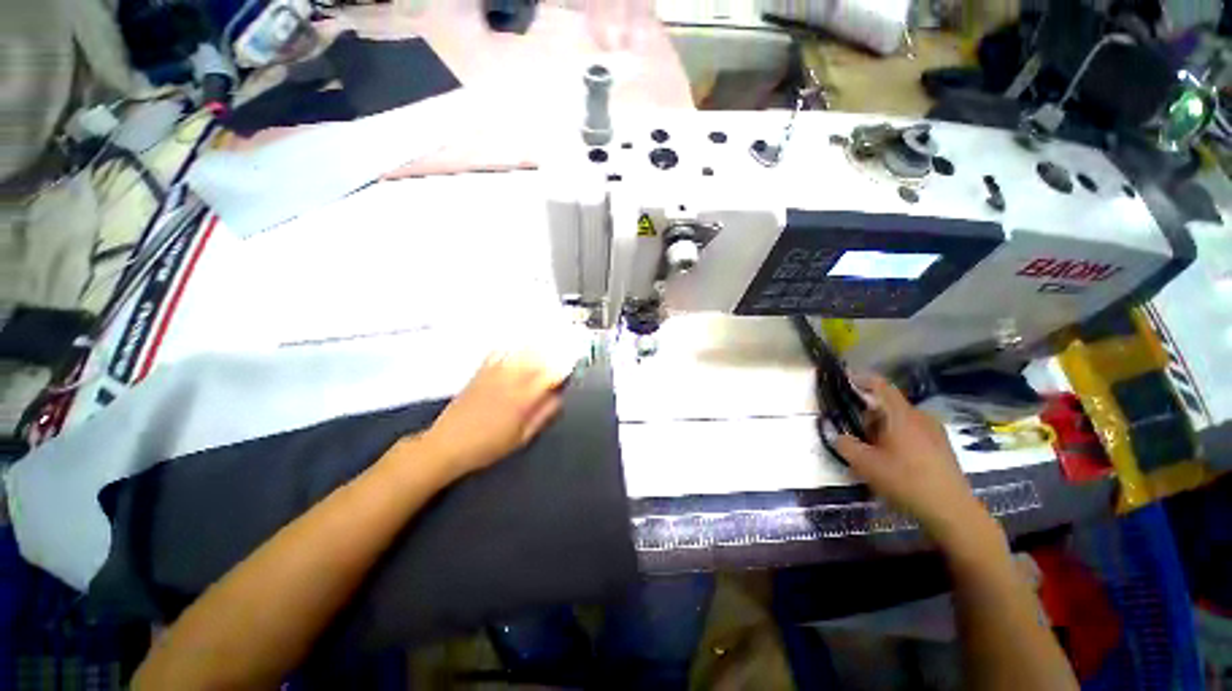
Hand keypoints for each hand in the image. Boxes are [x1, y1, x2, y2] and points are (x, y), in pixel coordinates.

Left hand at [419, 350, 569, 479]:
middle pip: (537, 359)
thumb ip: (543, 415)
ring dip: (535, 347)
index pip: (550, 375)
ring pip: (520, 353)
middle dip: (553, 354)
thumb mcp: (522, 437)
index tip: (573, 366)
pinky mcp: (480, 372)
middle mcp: (510, 380)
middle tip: (563, 352)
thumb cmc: (488, 446)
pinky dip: (511, 347)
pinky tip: (517, 345)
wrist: (446, 444)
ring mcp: (494, 373)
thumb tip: (559, 398)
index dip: (564, 369)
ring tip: (546, 344)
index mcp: (523, 398)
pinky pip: (498, 352)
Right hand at [833, 374, 989, 546]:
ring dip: (883, 427)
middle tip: (855, 431)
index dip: (862, 379)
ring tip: (872, 449)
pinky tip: (893, 460)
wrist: (952, 511)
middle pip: (889, 405)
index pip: (881, 386)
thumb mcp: (865, 464)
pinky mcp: (942, 447)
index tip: (846, 380)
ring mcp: (935, 432)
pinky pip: (913, 432)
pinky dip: (897, 437)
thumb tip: (839, 436)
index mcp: (901, 416)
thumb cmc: (906, 481)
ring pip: (901, 420)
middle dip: (869, 413)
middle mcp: (920, 417)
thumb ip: (846, 445)